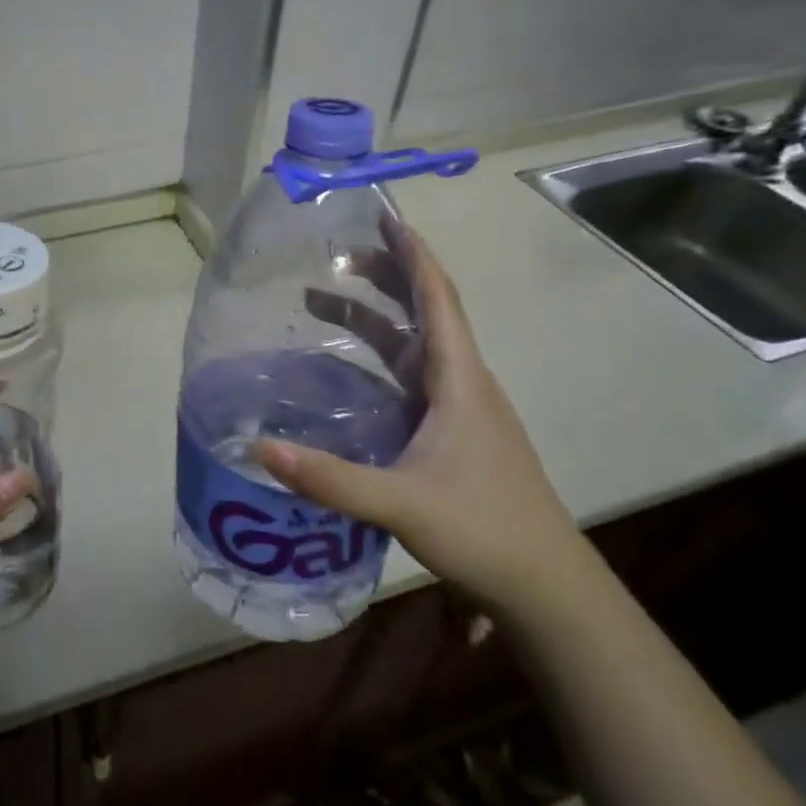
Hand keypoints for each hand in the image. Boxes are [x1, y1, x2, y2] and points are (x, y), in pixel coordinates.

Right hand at [255, 230, 590, 617]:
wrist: (547, 587)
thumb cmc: (484, 530)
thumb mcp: (399, 503)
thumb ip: (328, 477)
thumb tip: (258, 448)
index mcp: (460, 380)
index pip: (438, 298)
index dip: (412, 255)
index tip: (384, 218)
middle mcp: (462, 383)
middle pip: (425, 312)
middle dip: (384, 277)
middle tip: (335, 256)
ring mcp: (460, 409)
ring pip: (415, 346)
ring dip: (374, 318)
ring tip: (321, 302)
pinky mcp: (453, 434)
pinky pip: (411, 377)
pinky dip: (378, 358)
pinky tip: (347, 372)